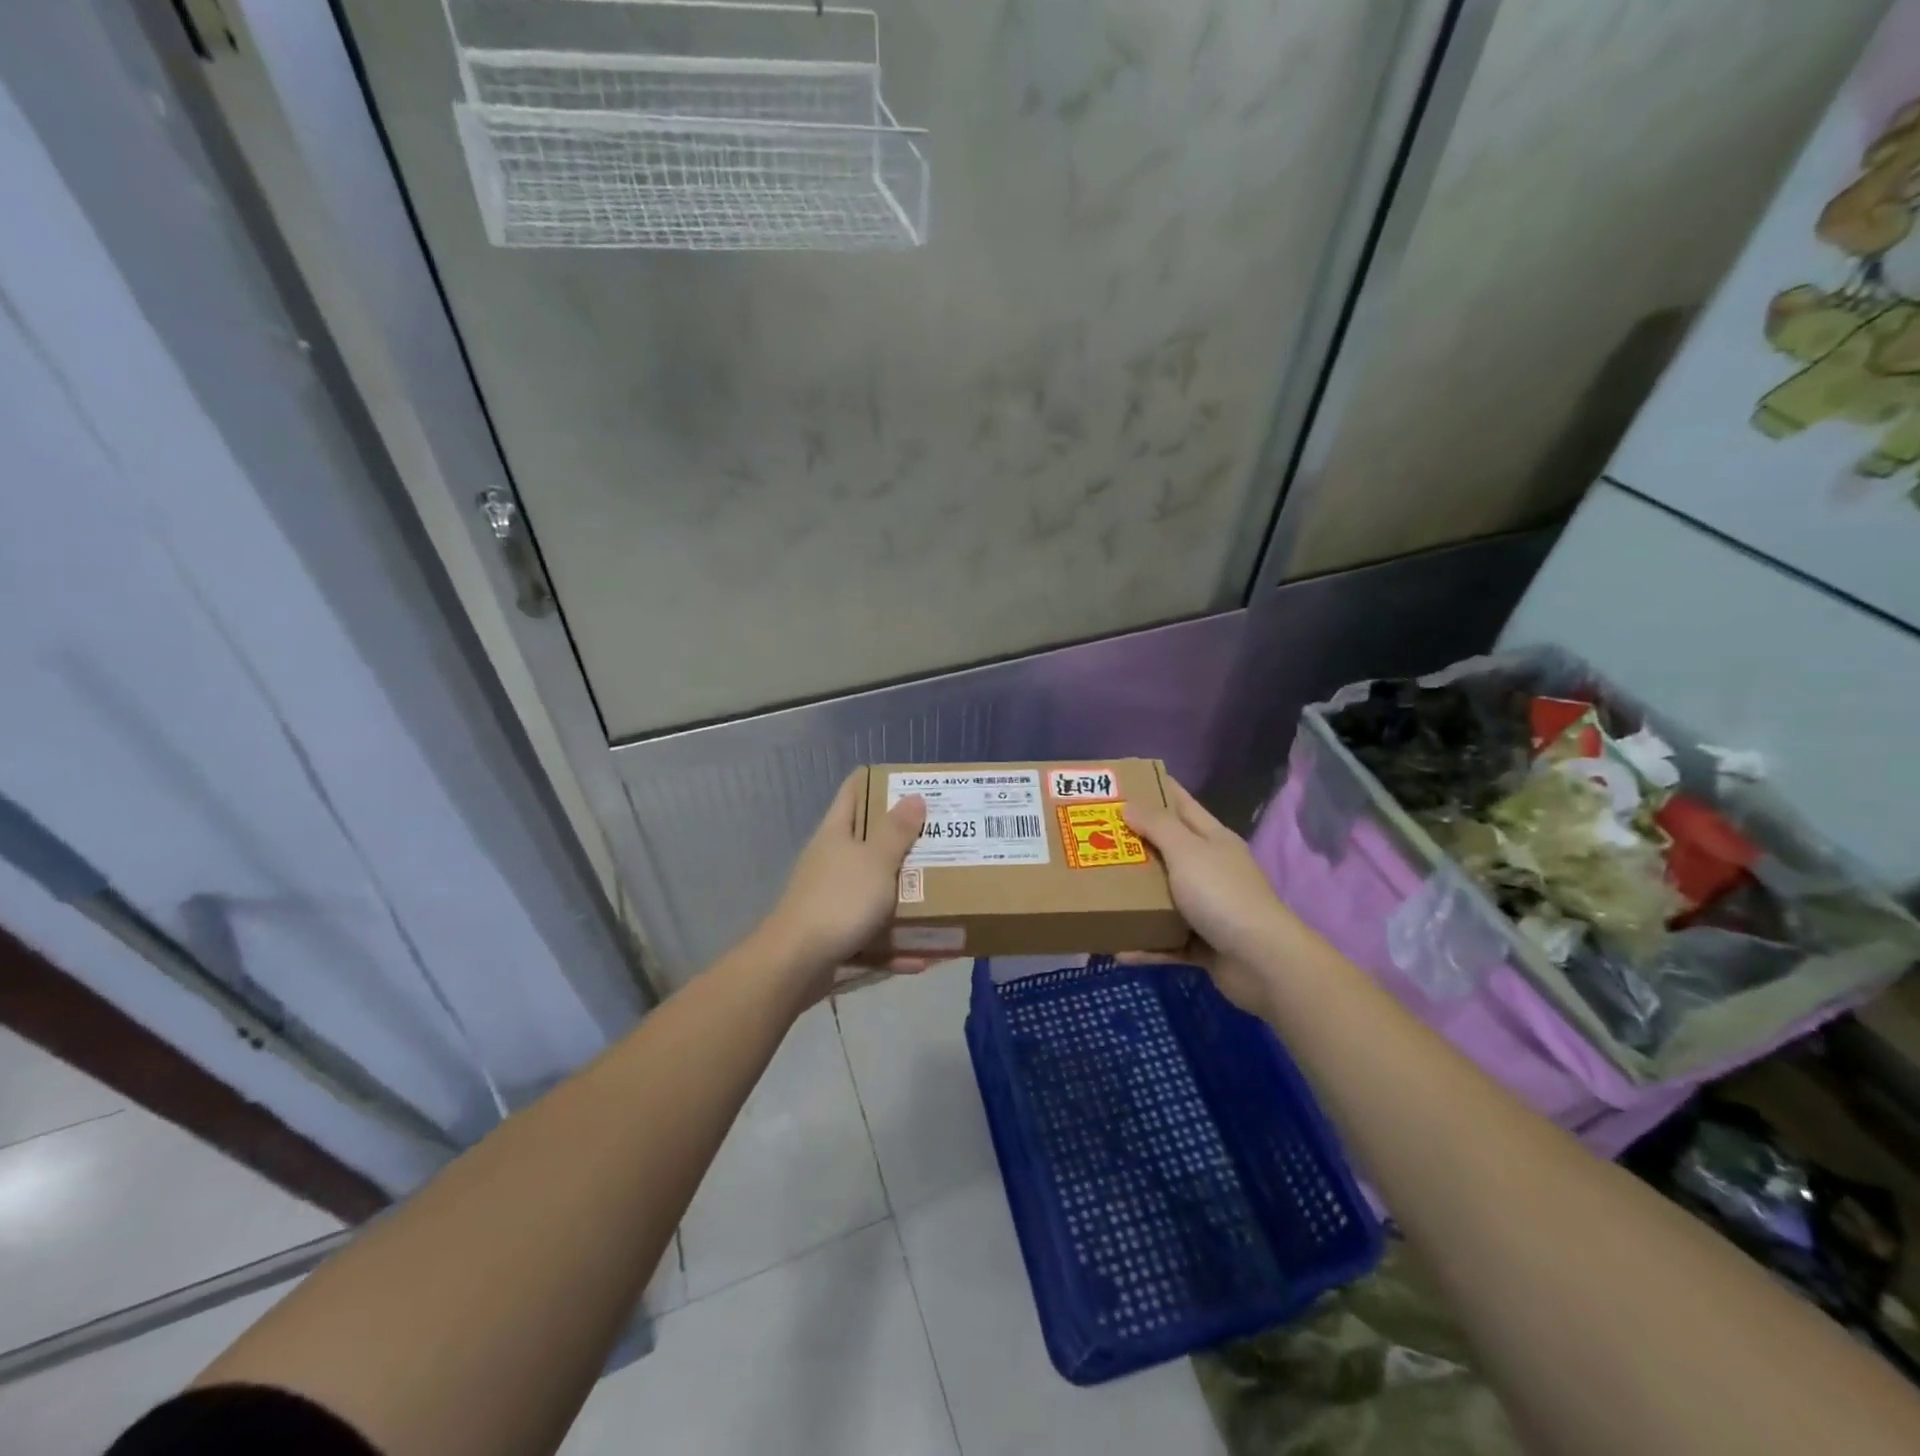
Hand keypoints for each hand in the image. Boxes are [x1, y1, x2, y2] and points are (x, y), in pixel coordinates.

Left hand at [760, 771, 928, 994]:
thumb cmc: (839, 901)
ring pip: (872, 889)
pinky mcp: (834, 934)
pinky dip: (895, 945)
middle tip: (940, 838)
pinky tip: (923, 958)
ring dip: (902, 896)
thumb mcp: (876, 861)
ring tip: (939, 895)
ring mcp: (830, 899)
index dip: (879, 783)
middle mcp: (831, 861)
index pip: (854, 792)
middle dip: (903, 841)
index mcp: (836, 834)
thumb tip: (913, 796)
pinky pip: (871, 935)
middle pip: (868, 842)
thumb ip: (897, 831)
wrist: (795, 964)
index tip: (912, 784)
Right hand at [1123, 777, 1292, 1013]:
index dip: (1156, 790)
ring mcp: (1209, 909)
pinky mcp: (1204, 945)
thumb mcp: (1187, 851)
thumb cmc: (1222, 895)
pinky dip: (1147, 945)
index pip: (1181, 805)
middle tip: (1095, 838)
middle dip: (1135, 845)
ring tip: (1100, 893)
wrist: (1262, 962)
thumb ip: (1158, 826)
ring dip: (1137, 899)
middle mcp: (1211, 870)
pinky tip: (1120, 951)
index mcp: (1213, 840)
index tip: (1122, 783)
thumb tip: (1130, 805)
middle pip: (1168, 851)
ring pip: (1165, 898)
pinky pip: (1168, 942)